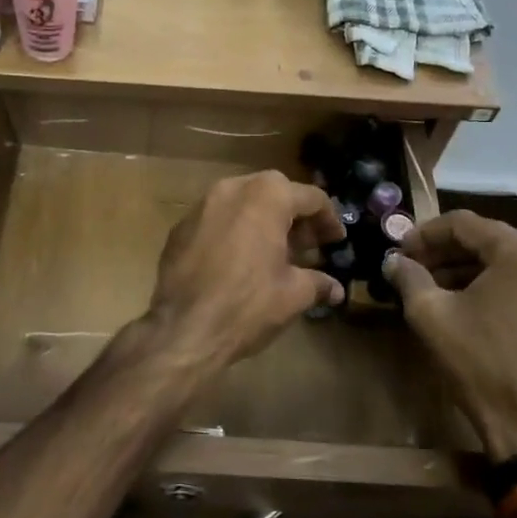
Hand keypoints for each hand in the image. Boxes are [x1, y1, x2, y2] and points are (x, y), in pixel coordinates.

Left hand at [143, 170, 344, 372]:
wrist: (182, 329)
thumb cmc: (247, 304)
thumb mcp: (294, 294)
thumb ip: (318, 283)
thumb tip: (335, 288)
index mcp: (267, 196)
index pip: (311, 197)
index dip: (329, 219)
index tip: (336, 241)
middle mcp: (232, 188)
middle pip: (274, 192)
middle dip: (295, 217)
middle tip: (308, 246)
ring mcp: (201, 205)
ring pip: (242, 202)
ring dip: (263, 221)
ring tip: (275, 253)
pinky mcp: (180, 227)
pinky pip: (217, 219)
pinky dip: (235, 231)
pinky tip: (240, 261)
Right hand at [384, 211, 516, 458]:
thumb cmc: (482, 366)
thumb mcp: (432, 317)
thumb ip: (409, 278)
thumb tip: (394, 262)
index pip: (465, 224)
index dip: (426, 233)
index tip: (400, 250)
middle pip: (491, 241)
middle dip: (448, 252)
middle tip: (414, 267)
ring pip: (511, 263)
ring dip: (472, 270)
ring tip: (436, 287)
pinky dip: (499, 287)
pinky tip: (471, 306)